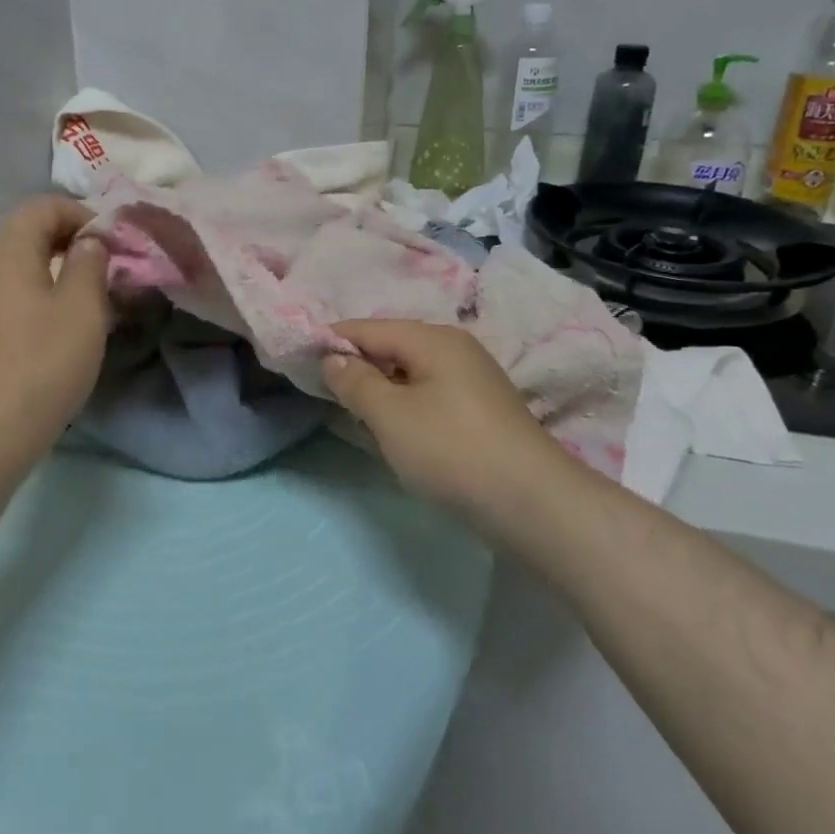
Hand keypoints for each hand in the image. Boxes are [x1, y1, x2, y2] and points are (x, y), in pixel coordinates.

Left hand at [0, 196, 111, 480]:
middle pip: (28, 231)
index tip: (112, 242)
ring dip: (60, 268)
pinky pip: (15, 291)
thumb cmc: (44, 362)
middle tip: (108, 265)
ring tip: (94, 294)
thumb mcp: (82, 307)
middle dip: (72, 239)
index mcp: (7, 252)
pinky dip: (44, 292)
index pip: (41, 205)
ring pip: (23, 264)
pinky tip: (67, 322)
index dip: (81, 213)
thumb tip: (89, 242)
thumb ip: (90, 262)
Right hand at [322, 320, 570, 518]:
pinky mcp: (481, 413)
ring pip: (410, 375)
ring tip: (352, 416)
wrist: (533, 505)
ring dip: (380, 392)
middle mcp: (456, 350)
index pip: (369, 328)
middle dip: (356, 368)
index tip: (300, 362)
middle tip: (324, 395)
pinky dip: (404, 408)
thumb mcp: (391, 416)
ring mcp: (473, 382)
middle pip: (391, 348)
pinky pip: (429, 397)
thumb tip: (333, 359)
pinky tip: (393, 433)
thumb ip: (355, 382)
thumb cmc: (452, 451)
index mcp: (433, 339)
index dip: (332, 342)